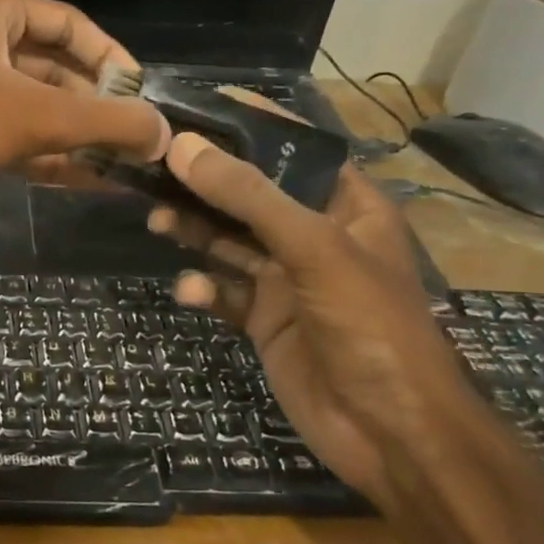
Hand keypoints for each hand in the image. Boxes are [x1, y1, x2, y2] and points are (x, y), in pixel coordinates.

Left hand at [0, 0, 168, 186]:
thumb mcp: (33, 117)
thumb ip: (103, 122)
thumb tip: (164, 134)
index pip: (73, 25)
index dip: (112, 61)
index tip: (143, 99)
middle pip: (57, 70)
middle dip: (96, 109)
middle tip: (138, 143)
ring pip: (37, 108)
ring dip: (77, 138)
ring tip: (124, 168)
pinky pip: (14, 135)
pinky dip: (48, 156)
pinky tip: (89, 181)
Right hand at [149, 130, 483, 503]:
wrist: (390, 434)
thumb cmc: (369, 325)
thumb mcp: (314, 249)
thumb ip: (248, 197)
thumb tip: (183, 147)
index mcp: (345, 207)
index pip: (293, 149)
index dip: (247, 126)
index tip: (192, 109)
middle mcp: (314, 236)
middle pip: (249, 195)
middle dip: (204, 182)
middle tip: (152, 166)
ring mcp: (287, 280)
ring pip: (229, 241)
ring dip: (194, 230)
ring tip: (156, 220)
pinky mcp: (265, 320)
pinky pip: (224, 291)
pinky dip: (204, 288)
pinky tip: (192, 291)